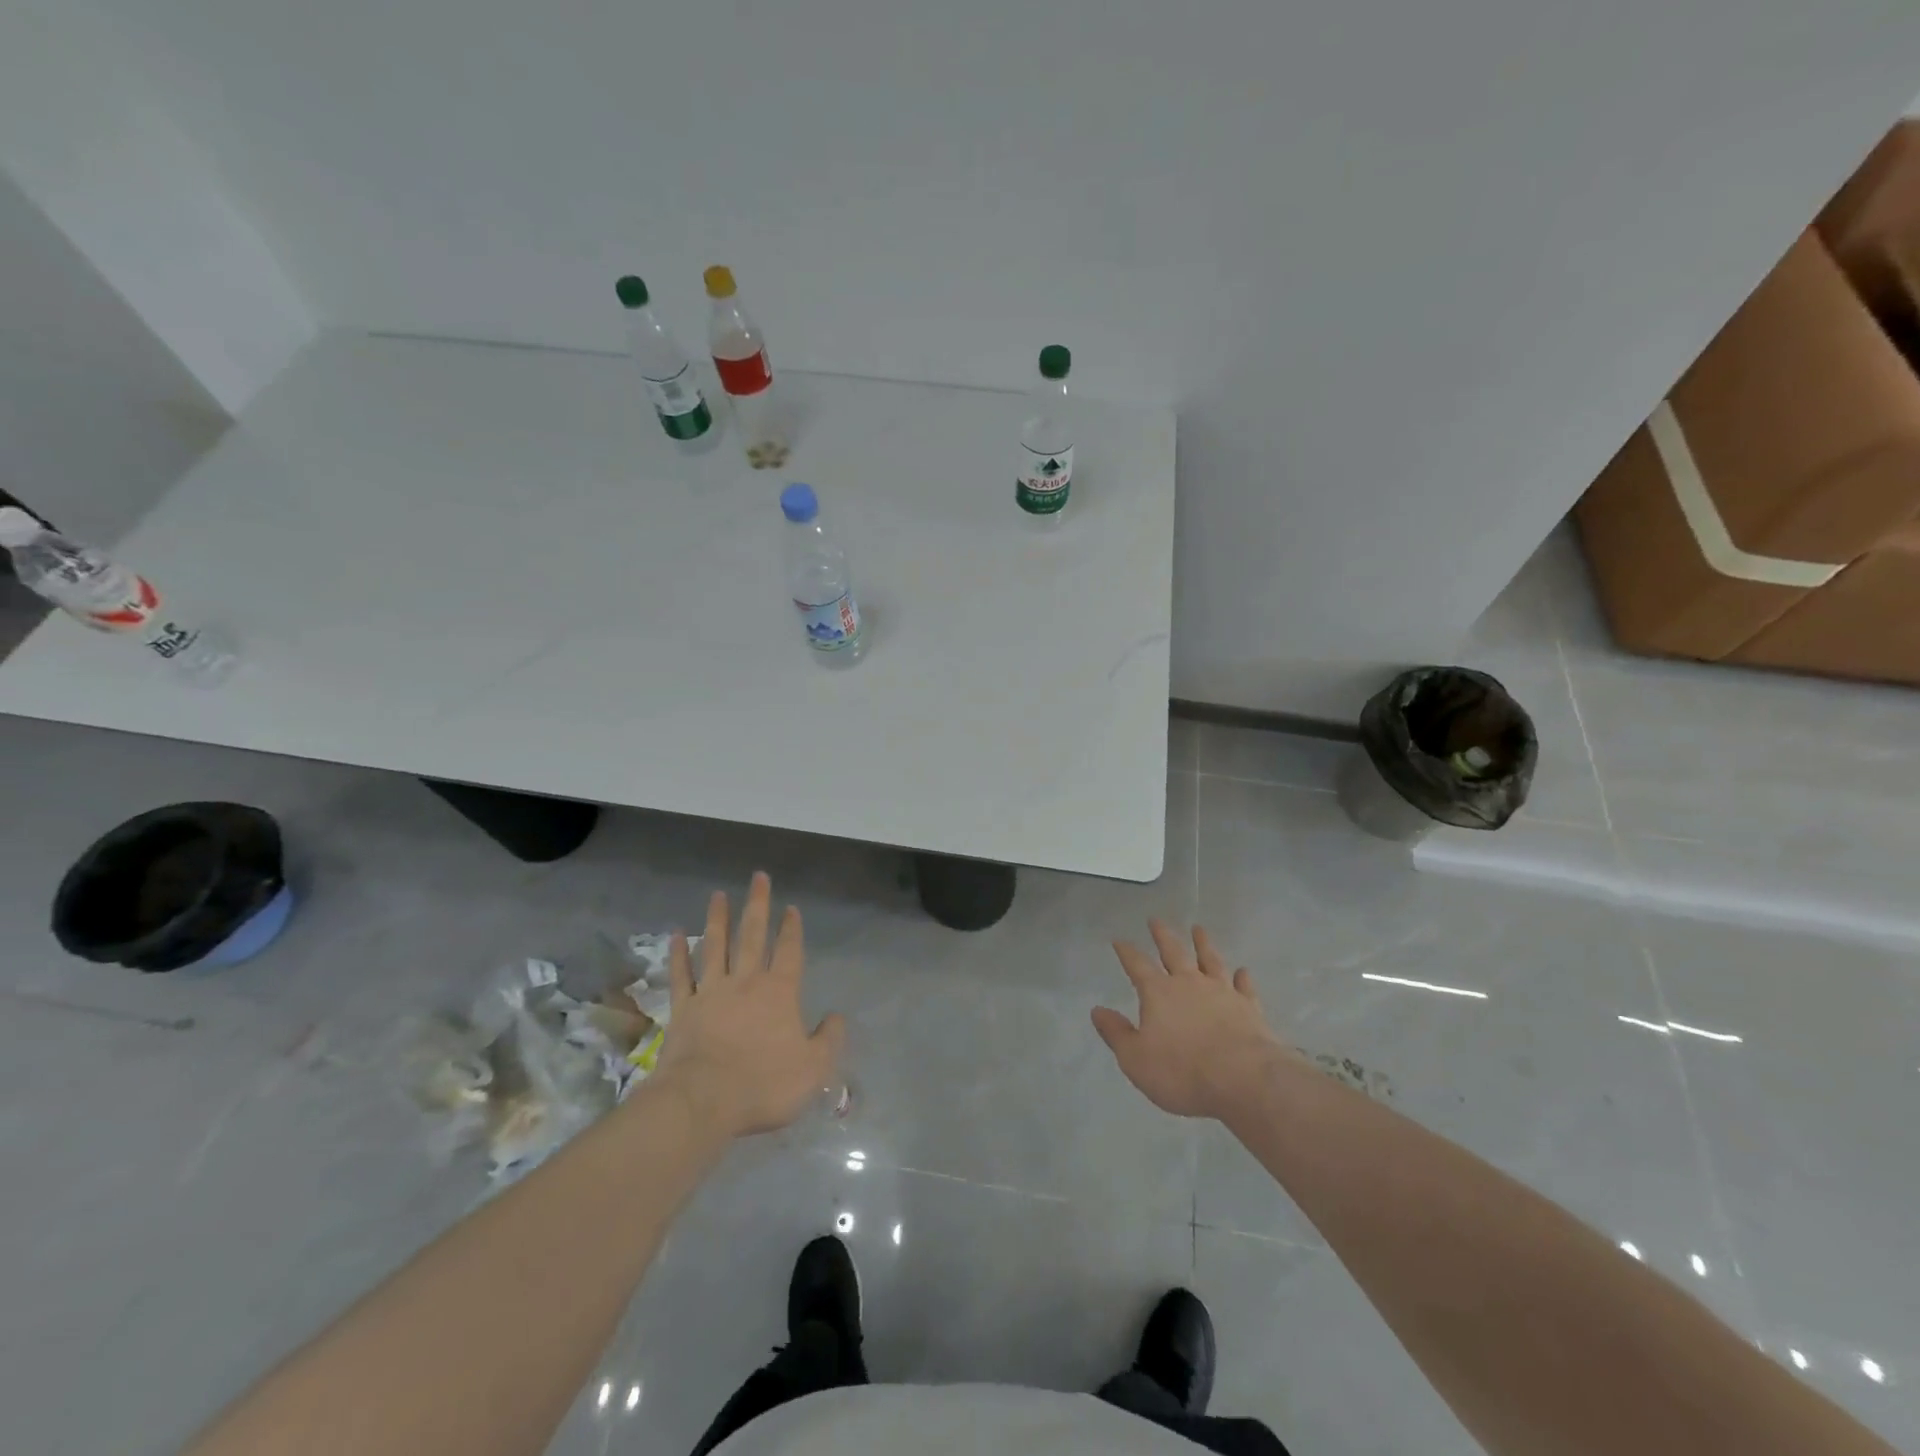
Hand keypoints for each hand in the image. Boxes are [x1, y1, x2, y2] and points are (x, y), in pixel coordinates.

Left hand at [652, 873, 845, 1139]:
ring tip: (718, 894)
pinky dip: (678, 954)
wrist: (703, 1101)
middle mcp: (746, 982)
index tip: (791, 907)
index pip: (789, 950)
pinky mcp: (683, 1009)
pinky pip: (681, 975)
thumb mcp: (814, 1068)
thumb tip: (838, 1016)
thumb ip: (829, 1039)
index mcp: (780, 992)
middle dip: (757, 905)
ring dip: (718, 919)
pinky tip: (676, 934)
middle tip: (758, 877)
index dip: (791, 928)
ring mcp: (710, 992)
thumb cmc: (763, 1084)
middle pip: (752, 935)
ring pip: (715, 946)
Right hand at [1093, 920, 1291, 1120]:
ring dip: (1203, 944)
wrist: (1243, 1079)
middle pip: (1173, 952)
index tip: (1119, 940)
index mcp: (1158, 993)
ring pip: (1210, 960)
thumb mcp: (1136, 1059)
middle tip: (1156, 920)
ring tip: (1199, 929)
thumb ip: (1116, 1033)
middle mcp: (1189, 984)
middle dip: (1162, 936)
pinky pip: (1244, 987)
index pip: (1137, 965)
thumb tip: (1097, 1011)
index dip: (1127, 952)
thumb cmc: (1182, 1071)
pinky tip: (1242, 971)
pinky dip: (1242, 977)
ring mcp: (1222, 992)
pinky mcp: (1249, 1008)